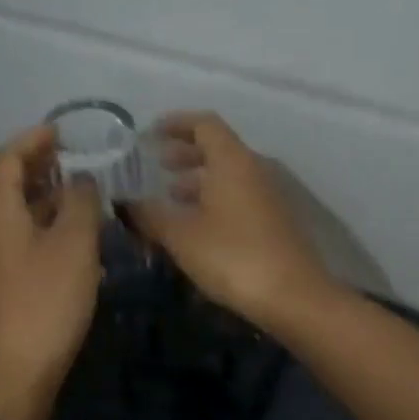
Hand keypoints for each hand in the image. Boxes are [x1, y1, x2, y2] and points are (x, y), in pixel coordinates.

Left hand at [0, 125, 102, 419]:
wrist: (13, 377)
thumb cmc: (44, 303)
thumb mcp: (74, 246)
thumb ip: (81, 203)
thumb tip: (82, 179)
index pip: (7, 158)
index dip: (33, 139)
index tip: (62, 130)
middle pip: (10, 185)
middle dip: (41, 166)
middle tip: (77, 156)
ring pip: (20, 215)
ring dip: (48, 198)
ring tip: (84, 193)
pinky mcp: (4, 286)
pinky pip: (25, 241)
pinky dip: (49, 228)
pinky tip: (78, 240)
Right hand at [130, 112, 337, 332]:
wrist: (293, 296)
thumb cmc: (233, 256)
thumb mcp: (182, 236)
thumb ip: (150, 215)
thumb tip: (125, 204)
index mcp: (232, 161)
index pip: (205, 124)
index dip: (176, 123)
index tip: (151, 133)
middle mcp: (254, 170)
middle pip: (218, 148)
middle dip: (185, 152)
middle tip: (158, 164)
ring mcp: (268, 196)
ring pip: (228, 175)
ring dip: (199, 179)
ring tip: (171, 196)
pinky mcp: (274, 222)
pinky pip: (238, 197)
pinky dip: (213, 200)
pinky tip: (195, 225)